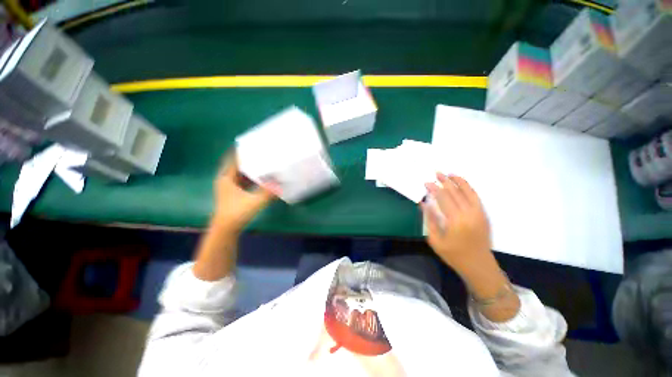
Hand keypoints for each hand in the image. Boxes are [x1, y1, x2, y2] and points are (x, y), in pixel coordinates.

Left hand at [211, 152, 278, 232]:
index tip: (251, 143)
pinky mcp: (234, 194)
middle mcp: (226, 180)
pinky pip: (243, 181)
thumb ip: (268, 192)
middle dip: (248, 158)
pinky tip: (261, 178)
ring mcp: (230, 188)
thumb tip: (281, 183)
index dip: (241, 151)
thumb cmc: (236, 213)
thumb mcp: (254, 201)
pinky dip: (251, 178)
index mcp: (226, 178)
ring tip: (263, 162)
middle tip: (261, 152)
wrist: (226, 230)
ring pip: (240, 174)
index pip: (233, 159)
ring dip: (250, 168)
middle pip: (237, 165)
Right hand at [422, 173, 491, 270]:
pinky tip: (461, 184)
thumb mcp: (435, 240)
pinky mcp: (484, 215)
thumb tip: (424, 203)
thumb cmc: (454, 255)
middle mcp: (469, 214)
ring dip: (458, 181)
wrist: (479, 265)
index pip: (443, 198)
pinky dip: (468, 188)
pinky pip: (476, 197)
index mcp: (455, 221)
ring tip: (449, 174)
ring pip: (468, 192)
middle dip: (444, 182)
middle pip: (455, 192)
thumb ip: (430, 219)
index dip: (434, 189)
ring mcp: (479, 213)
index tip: (426, 183)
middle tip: (436, 173)